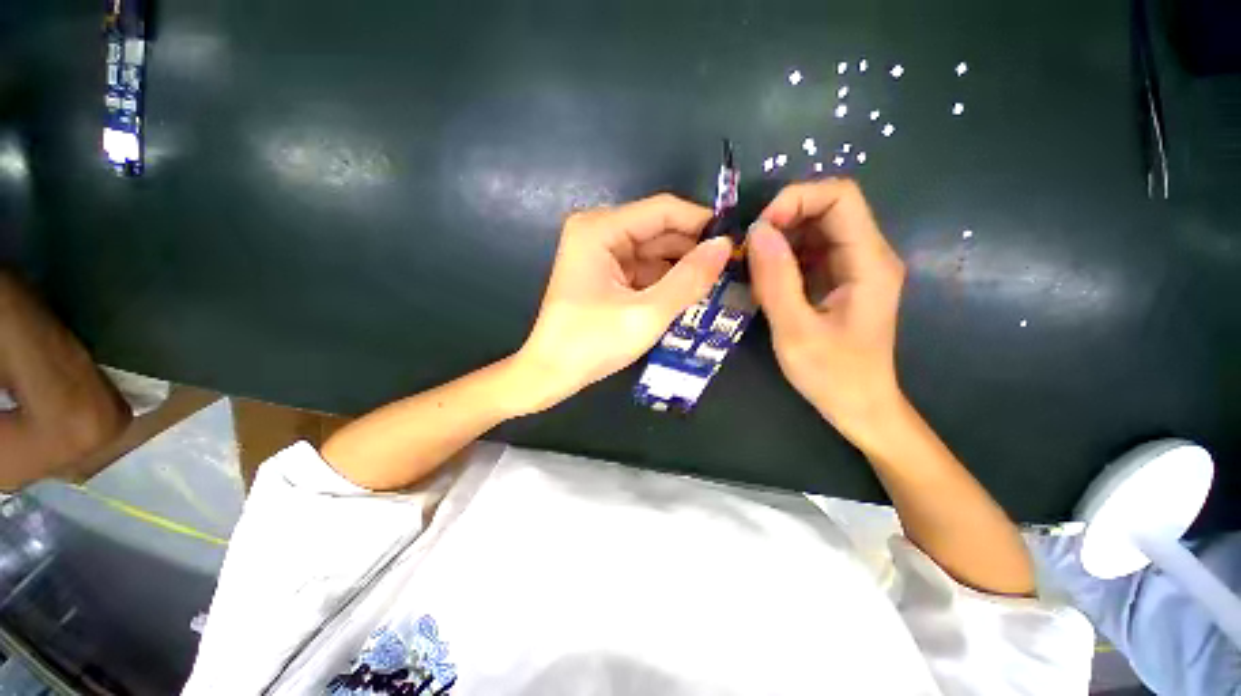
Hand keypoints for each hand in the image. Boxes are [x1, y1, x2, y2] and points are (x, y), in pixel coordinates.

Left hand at [515, 194, 732, 410]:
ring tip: (718, 283)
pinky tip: (689, 294)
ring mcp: (600, 253)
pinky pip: (643, 269)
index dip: (701, 223)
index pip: (663, 210)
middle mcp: (598, 232)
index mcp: (600, 229)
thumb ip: (689, 279)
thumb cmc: (592, 343)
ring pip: (653, 251)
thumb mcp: (647, 313)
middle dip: (693, 249)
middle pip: (658, 230)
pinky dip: (665, 280)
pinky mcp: (604, 273)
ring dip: (682, 267)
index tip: (736, 241)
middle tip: (732, 268)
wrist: (551, 374)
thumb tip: (725, 246)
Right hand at [746, 179, 905, 444]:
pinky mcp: (840, 280)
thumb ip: (776, 280)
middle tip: (748, 250)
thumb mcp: (796, 330)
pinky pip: (810, 251)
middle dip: (783, 219)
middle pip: (827, 207)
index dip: (796, 199)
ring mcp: (854, 267)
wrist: (860, 406)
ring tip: (751, 267)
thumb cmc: (833, 375)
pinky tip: (764, 280)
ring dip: (779, 239)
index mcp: (868, 262)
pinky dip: (783, 257)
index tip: (760, 230)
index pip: (840, 196)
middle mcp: (867, 255)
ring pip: (815, 228)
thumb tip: (757, 231)